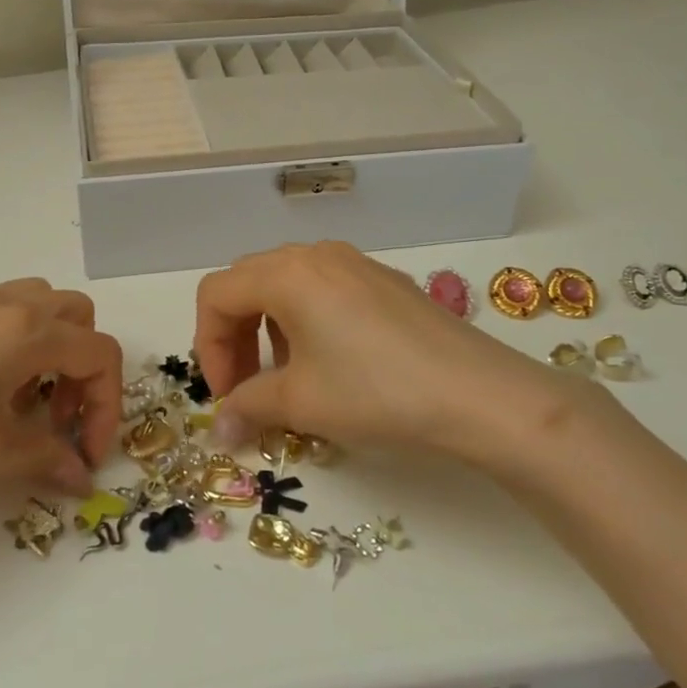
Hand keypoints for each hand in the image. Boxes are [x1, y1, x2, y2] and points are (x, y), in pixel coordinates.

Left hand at [0, 279, 121, 496]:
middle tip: (57, 418)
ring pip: (38, 306)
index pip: (101, 356)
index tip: (86, 455)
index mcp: (29, 332)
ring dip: (51, 349)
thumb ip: (46, 457)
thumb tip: (81, 476)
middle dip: (83, 370)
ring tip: (20, 401)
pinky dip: (13, 344)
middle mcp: (8, 305)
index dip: (108, 407)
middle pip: (78, 318)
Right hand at [193, 242, 628, 469]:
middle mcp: (316, 255)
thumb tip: (219, 432)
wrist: (479, 394)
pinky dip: (305, 323)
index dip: (207, 347)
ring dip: (269, 330)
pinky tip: (331, 365)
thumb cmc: (376, 392)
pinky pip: (324, 291)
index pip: (216, 295)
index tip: (226, 397)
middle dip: (234, 337)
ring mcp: (355, 264)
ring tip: (287, 379)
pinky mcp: (384, 281)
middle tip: (245, 388)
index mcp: (286, 273)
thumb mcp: (301, 402)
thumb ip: (248, 407)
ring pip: (286, 286)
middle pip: (248, 284)